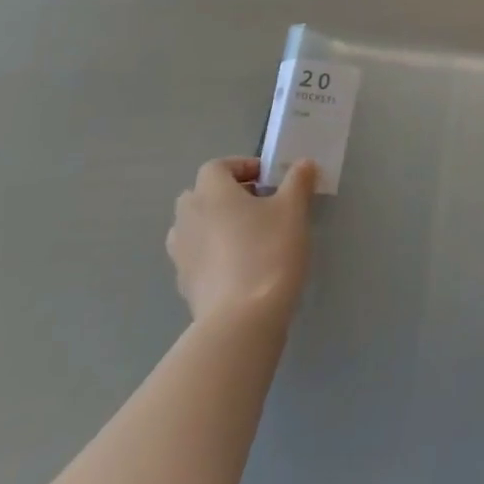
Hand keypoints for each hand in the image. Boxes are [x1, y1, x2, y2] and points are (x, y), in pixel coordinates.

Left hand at [166, 157, 314, 324]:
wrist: (242, 319)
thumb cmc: (269, 251)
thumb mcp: (294, 209)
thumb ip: (298, 181)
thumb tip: (302, 164)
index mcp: (210, 193)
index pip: (217, 166)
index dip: (243, 167)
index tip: (270, 180)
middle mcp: (187, 217)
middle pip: (201, 194)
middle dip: (228, 195)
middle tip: (261, 206)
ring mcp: (180, 252)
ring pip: (196, 225)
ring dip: (217, 223)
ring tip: (250, 236)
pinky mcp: (184, 282)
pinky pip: (197, 255)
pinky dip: (213, 253)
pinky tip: (241, 266)